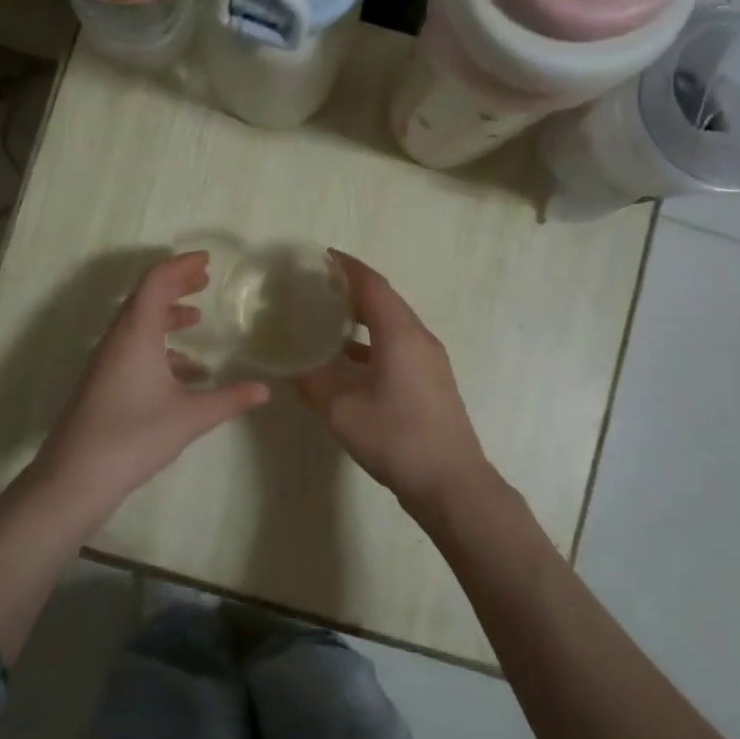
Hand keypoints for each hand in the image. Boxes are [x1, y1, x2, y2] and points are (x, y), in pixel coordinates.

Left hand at [34, 252, 269, 519]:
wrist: (74, 477)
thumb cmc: (134, 436)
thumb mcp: (190, 417)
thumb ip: (229, 400)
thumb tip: (265, 390)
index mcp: (136, 333)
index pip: (156, 282)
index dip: (181, 266)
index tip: (207, 260)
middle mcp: (117, 339)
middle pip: (145, 297)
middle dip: (175, 285)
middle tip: (204, 280)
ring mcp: (105, 361)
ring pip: (137, 324)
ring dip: (166, 316)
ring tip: (196, 319)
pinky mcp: (101, 382)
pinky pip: (132, 348)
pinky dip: (158, 346)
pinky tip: (183, 372)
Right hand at [293, 251, 496, 527]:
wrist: (451, 483)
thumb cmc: (395, 438)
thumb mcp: (341, 410)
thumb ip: (312, 382)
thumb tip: (289, 364)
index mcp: (400, 334)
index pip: (371, 284)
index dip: (345, 266)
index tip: (320, 255)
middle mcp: (419, 338)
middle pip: (384, 299)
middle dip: (351, 288)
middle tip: (315, 285)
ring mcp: (429, 360)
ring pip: (392, 323)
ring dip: (362, 315)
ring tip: (326, 315)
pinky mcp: (431, 380)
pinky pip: (398, 344)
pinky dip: (372, 341)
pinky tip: (347, 358)